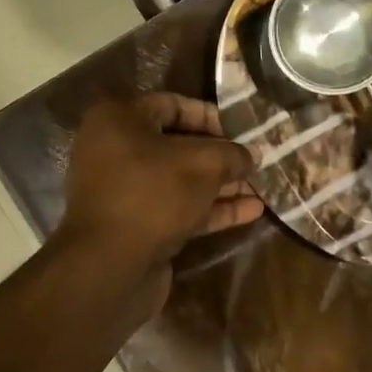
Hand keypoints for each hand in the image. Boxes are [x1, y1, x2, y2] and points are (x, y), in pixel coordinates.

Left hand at [54, 94, 260, 309]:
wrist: (109, 266)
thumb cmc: (153, 194)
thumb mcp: (203, 164)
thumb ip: (231, 154)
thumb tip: (252, 154)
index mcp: (119, 120)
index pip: (172, 105)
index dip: (211, 116)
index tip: (243, 129)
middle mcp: (116, 151)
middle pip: (178, 146)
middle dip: (221, 155)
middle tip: (256, 160)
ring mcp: (126, 192)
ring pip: (181, 181)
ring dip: (222, 184)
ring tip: (262, 187)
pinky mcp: (137, 226)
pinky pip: (179, 209)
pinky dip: (212, 209)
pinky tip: (251, 212)